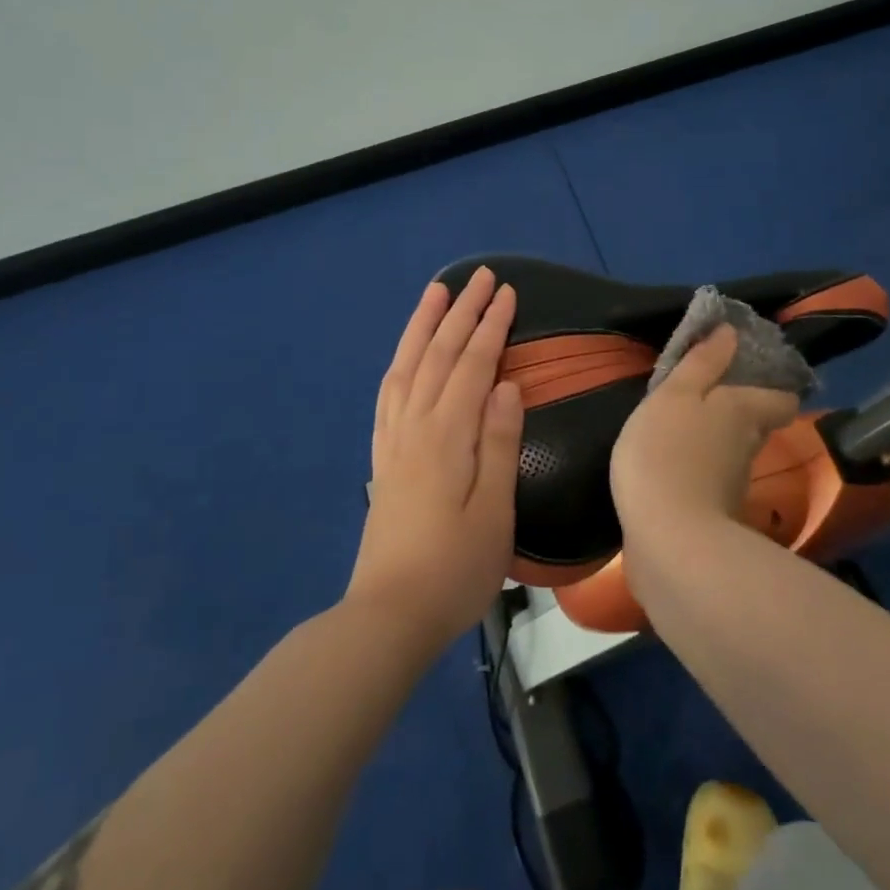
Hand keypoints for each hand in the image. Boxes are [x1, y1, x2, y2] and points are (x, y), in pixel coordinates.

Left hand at [348, 267, 523, 648]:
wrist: (390, 614)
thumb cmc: (455, 568)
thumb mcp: (494, 512)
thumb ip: (499, 443)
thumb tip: (507, 385)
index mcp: (447, 436)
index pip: (472, 366)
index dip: (491, 327)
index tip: (507, 293)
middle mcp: (415, 426)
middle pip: (439, 355)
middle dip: (462, 312)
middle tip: (481, 276)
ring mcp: (394, 440)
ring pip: (408, 366)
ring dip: (424, 325)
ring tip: (437, 292)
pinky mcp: (383, 457)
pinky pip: (389, 393)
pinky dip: (401, 361)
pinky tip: (407, 354)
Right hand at [609, 325, 798, 542]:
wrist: (668, 541)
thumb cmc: (667, 452)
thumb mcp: (676, 395)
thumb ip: (702, 363)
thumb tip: (731, 331)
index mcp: (745, 412)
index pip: (782, 398)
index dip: (773, 385)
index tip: (748, 374)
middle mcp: (749, 447)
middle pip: (758, 424)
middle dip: (738, 410)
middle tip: (704, 396)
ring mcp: (733, 486)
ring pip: (733, 452)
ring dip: (714, 441)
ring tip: (681, 428)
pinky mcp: (712, 515)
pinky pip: (711, 480)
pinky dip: (697, 470)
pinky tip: (671, 465)